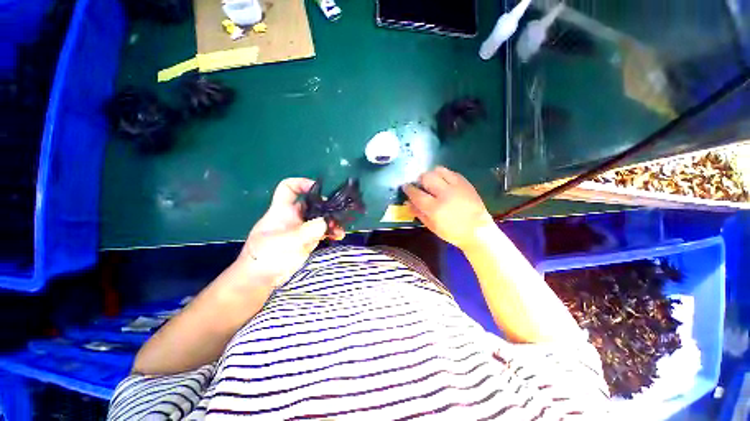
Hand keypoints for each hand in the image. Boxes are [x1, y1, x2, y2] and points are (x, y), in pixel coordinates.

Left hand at [237, 178, 343, 287]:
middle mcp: (293, 216)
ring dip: (331, 221)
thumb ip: (305, 231)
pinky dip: (331, 232)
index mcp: (282, 211)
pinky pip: (322, 232)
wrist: (261, 279)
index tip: (317, 188)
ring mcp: (301, 229)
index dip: (301, 183)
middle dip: (325, 206)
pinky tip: (338, 236)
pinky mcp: (307, 240)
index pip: (288, 188)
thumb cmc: (265, 257)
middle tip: (337, 213)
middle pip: (311, 203)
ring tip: (340, 229)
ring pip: (319, 218)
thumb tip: (325, 222)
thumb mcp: (284, 242)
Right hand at [402, 167, 494, 249]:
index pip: (416, 193)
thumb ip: (419, 213)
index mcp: (434, 208)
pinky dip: (444, 174)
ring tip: (432, 180)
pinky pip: (451, 172)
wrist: (478, 231)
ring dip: (432, 174)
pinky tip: (444, 181)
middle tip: (420, 184)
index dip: (408, 189)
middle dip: (420, 179)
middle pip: (427, 177)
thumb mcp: (432, 226)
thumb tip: (407, 203)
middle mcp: (444, 194)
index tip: (405, 186)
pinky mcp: (466, 183)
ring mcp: (456, 187)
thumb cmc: (452, 232)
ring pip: (439, 170)